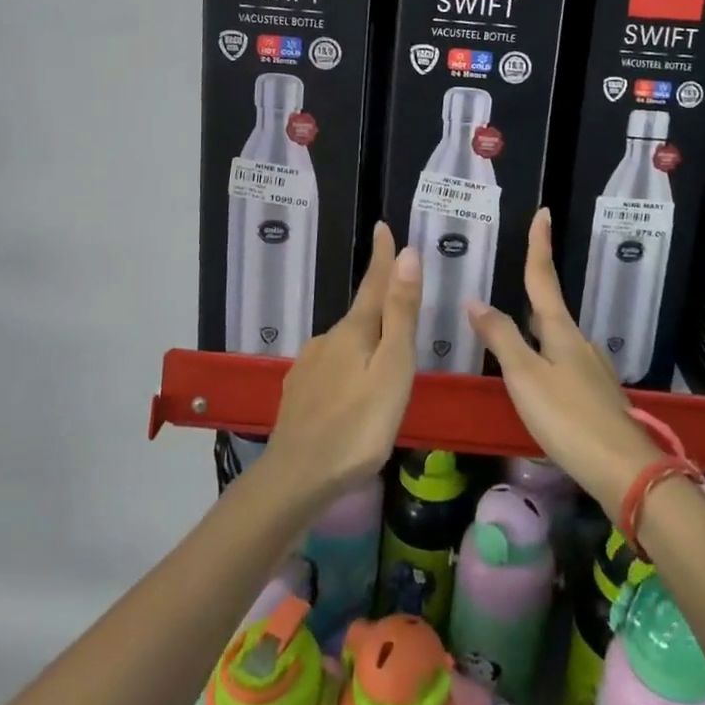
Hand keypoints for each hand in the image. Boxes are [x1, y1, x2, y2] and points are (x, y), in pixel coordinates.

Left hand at [260, 223, 419, 513]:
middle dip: (381, 309)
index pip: (373, 283)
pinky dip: (347, 371)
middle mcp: (327, 339)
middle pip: (361, 316)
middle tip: (403, 314)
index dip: (382, 256)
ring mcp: (308, 366)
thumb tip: (407, 254)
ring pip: (345, 345)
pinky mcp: (299, 392)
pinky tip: (351, 394)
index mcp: (354, 330)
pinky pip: (330, 369)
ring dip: (365, 345)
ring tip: (383, 366)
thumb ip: (400, 314)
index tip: (383, 226)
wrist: (297, 477)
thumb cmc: (358, 425)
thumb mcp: (392, 368)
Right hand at [466, 209, 660, 515]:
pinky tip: (537, 378)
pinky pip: (563, 363)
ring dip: (536, 327)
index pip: (543, 278)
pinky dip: (544, 357)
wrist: (623, 469)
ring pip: (557, 338)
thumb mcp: (525, 376)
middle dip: (535, 288)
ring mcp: (591, 369)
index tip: (543, 213)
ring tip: (515, 329)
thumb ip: (501, 338)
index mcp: (561, 331)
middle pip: (550, 308)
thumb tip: (475, 300)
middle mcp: (579, 343)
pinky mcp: (595, 396)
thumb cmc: (568, 417)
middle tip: (517, 274)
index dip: (539, 245)